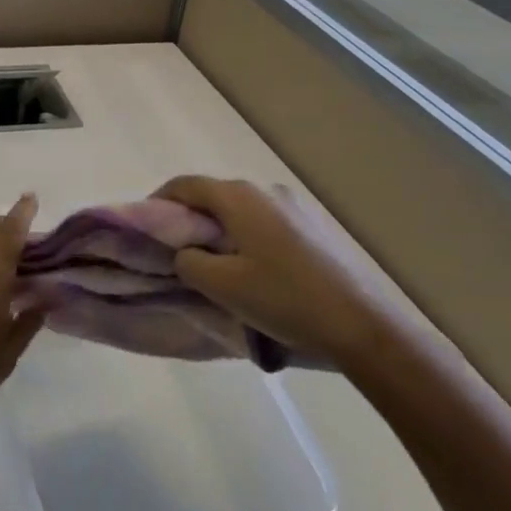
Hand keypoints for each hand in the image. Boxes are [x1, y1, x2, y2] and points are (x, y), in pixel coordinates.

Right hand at [155, 174, 405, 369]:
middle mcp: (266, 190)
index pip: (185, 185)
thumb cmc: (285, 300)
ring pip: (241, 209)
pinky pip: (266, 221)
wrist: (365, 325)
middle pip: (214, 195)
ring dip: (220, 229)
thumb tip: (185, 252)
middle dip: (189, 218)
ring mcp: (295, 205)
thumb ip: (188, 261)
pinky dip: (247, 236)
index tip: (146, 228)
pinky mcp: (315, 225)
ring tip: (215, 263)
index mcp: (239, 197)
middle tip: (176, 251)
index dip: (158, 202)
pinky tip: (254, 268)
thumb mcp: (221, 286)